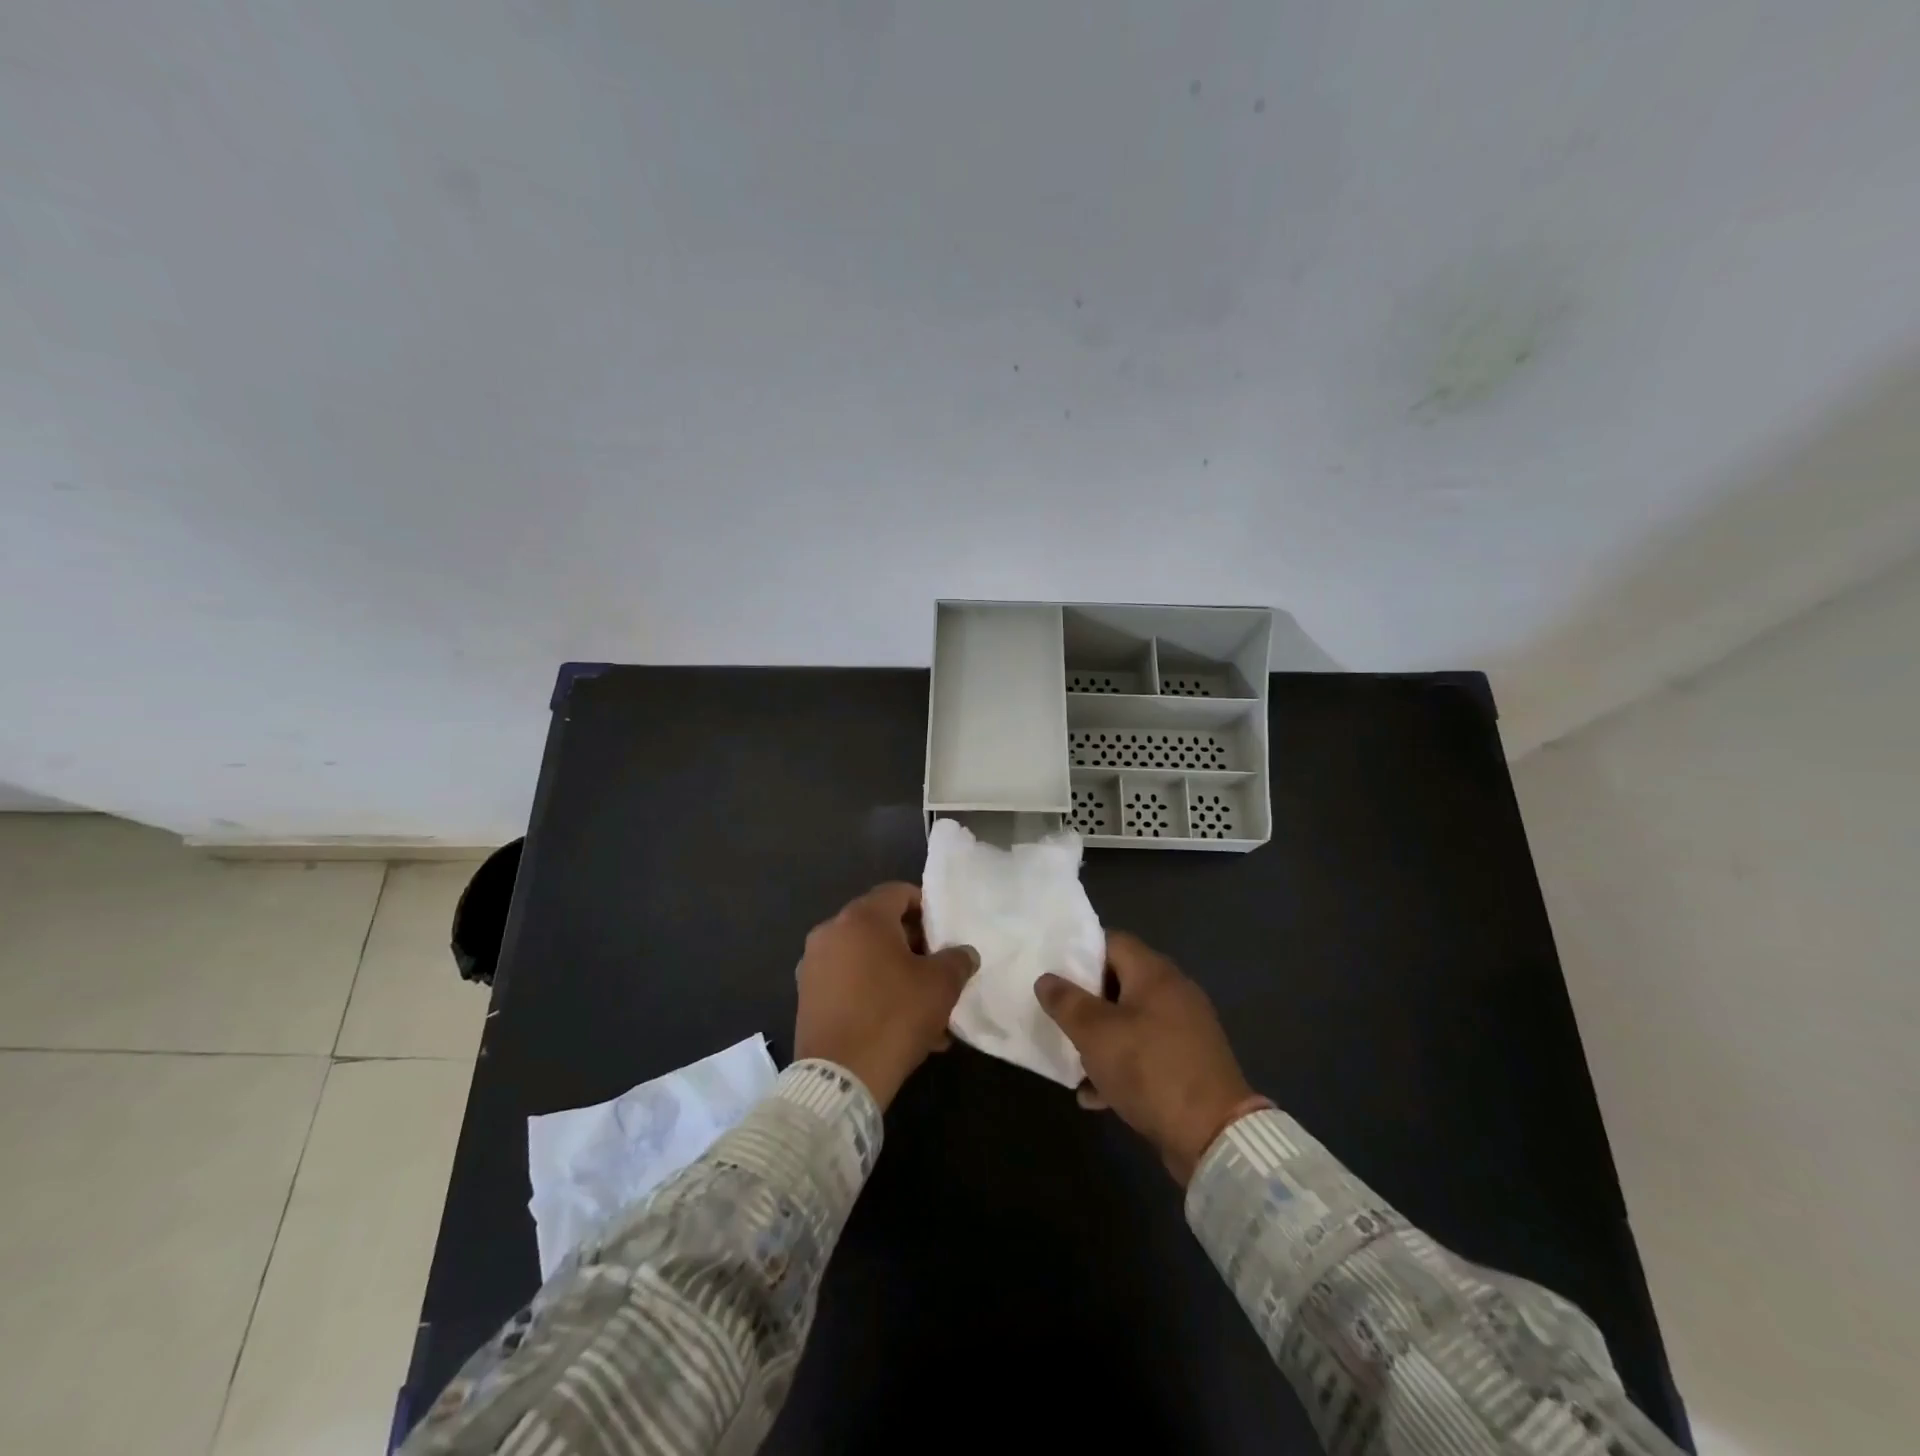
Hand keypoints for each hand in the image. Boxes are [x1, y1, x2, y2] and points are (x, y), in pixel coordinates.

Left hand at [794, 883, 979, 1109]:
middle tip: (937, 970)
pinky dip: (872, 993)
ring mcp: (814, 965)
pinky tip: (898, 1026)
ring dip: (895, 973)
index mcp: (862, 917)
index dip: (927, 908)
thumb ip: (958, 960)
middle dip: (913, 945)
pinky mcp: (807, 996)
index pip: (899, 892)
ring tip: (924, 1008)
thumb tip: (964, 954)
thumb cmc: (894, 1016)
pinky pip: (848, 983)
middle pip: (880, 925)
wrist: (840, 1078)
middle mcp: (831, 931)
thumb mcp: (941, 985)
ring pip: (865, 958)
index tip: (944, 934)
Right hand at [1035, 931, 1257, 1184]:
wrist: (1214, 1136)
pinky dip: (1121, 1066)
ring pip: (1130, 1021)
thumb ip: (1066, 1002)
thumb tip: (1046, 979)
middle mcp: (1174, 992)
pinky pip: (1146, 1053)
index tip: (1053, 971)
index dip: (1080, 952)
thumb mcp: (1096, 1034)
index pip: (1112, 941)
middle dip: (1086, 999)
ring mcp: (1185, 1029)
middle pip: (1120, 981)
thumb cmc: (1149, 1069)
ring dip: (1101, 1038)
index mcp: (1155, 973)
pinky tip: (1095, 1095)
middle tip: (1058, 1014)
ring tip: (1072, 1058)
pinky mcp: (1188, 1063)